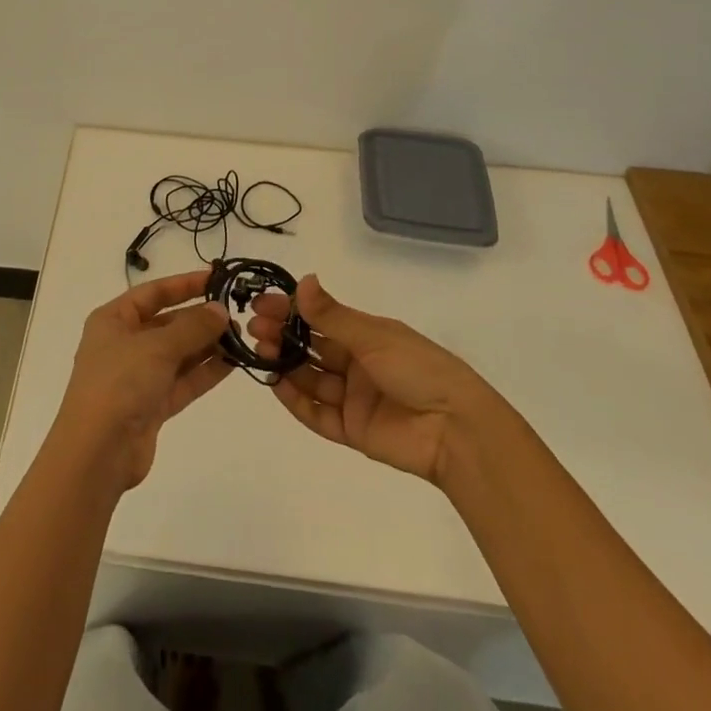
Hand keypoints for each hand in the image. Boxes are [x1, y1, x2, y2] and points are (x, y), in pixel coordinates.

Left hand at [50, 269, 233, 490]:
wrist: (97, 453)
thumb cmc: (119, 383)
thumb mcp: (157, 347)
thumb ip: (192, 327)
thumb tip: (220, 310)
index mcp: (113, 320)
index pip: (153, 293)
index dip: (184, 284)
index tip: (217, 279)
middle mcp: (124, 344)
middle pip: (167, 323)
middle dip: (200, 318)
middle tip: (236, 314)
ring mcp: (138, 376)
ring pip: (178, 353)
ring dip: (206, 345)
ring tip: (241, 337)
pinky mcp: (152, 405)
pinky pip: (182, 381)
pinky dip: (204, 372)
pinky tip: (232, 363)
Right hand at [249, 275, 484, 484]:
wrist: (455, 429)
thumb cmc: (418, 369)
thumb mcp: (373, 336)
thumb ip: (332, 315)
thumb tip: (302, 280)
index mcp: (366, 335)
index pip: (319, 318)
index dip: (291, 309)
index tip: (261, 303)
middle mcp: (356, 363)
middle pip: (311, 347)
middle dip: (282, 336)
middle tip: (255, 329)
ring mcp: (353, 397)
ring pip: (310, 378)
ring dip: (284, 364)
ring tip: (260, 352)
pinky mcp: (352, 430)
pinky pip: (317, 414)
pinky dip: (295, 400)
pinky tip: (275, 384)